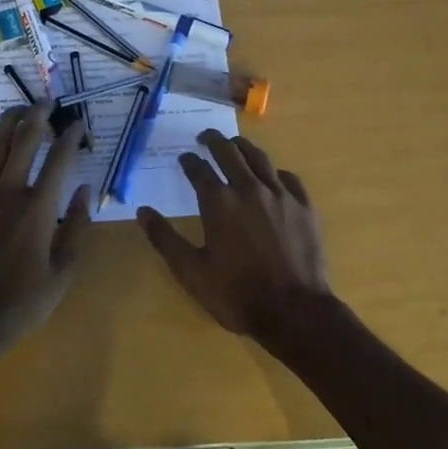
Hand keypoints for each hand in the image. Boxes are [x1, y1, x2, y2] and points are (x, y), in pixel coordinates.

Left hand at [0, 103, 92, 346]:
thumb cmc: (21, 302)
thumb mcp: (63, 273)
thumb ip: (77, 229)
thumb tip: (84, 192)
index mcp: (38, 209)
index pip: (59, 160)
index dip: (71, 137)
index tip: (78, 124)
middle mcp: (8, 193)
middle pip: (24, 141)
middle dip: (38, 116)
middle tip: (47, 102)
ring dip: (6, 124)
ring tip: (16, 109)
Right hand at [137, 129, 331, 343]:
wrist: (295, 312)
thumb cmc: (237, 294)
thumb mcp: (191, 272)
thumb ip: (165, 239)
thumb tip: (142, 212)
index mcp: (219, 201)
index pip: (199, 169)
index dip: (189, 160)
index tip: (184, 158)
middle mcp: (249, 188)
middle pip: (229, 151)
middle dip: (214, 140)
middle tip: (206, 137)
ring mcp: (280, 194)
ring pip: (259, 158)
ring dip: (243, 147)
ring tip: (235, 144)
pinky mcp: (304, 206)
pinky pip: (288, 178)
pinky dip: (274, 172)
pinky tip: (272, 177)